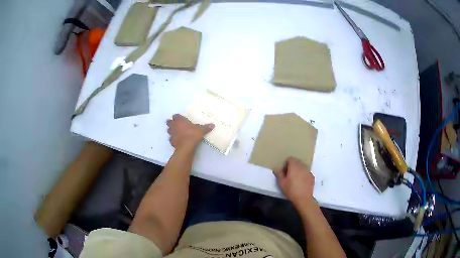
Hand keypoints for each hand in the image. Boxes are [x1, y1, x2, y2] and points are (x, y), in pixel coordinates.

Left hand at [166, 114, 213, 149]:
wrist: (186, 146)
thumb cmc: (192, 135)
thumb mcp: (201, 130)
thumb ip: (206, 127)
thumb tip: (213, 125)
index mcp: (180, 120)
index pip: (175, 116)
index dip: (177, 117)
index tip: (181, 119)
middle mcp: (174, 125)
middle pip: (169, 122)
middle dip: (171, 123)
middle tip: (177, 125)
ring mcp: (171, 133)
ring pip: (168, 130)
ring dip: (171, 130)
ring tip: (177, 132)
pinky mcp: (171, 141)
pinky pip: (171, 138)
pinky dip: (173, 139)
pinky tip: (177, 140)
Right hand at [273, 157, 314, 208]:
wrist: (303, 199)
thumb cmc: (291, 190)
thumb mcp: (282, 183)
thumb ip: (278, 174)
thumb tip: (275, 168)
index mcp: (294, 166)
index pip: (290, 159)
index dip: (286, 164)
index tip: (284, 172)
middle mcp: (302, 166)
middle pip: (297, 162)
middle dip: (292, 167)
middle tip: (289, 176)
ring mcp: (308, 171)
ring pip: (302, 167)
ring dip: (298, 170)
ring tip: (295, 180)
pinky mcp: (312, 176)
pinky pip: (306, 172)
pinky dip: (303, 175)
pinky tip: (301, 183)